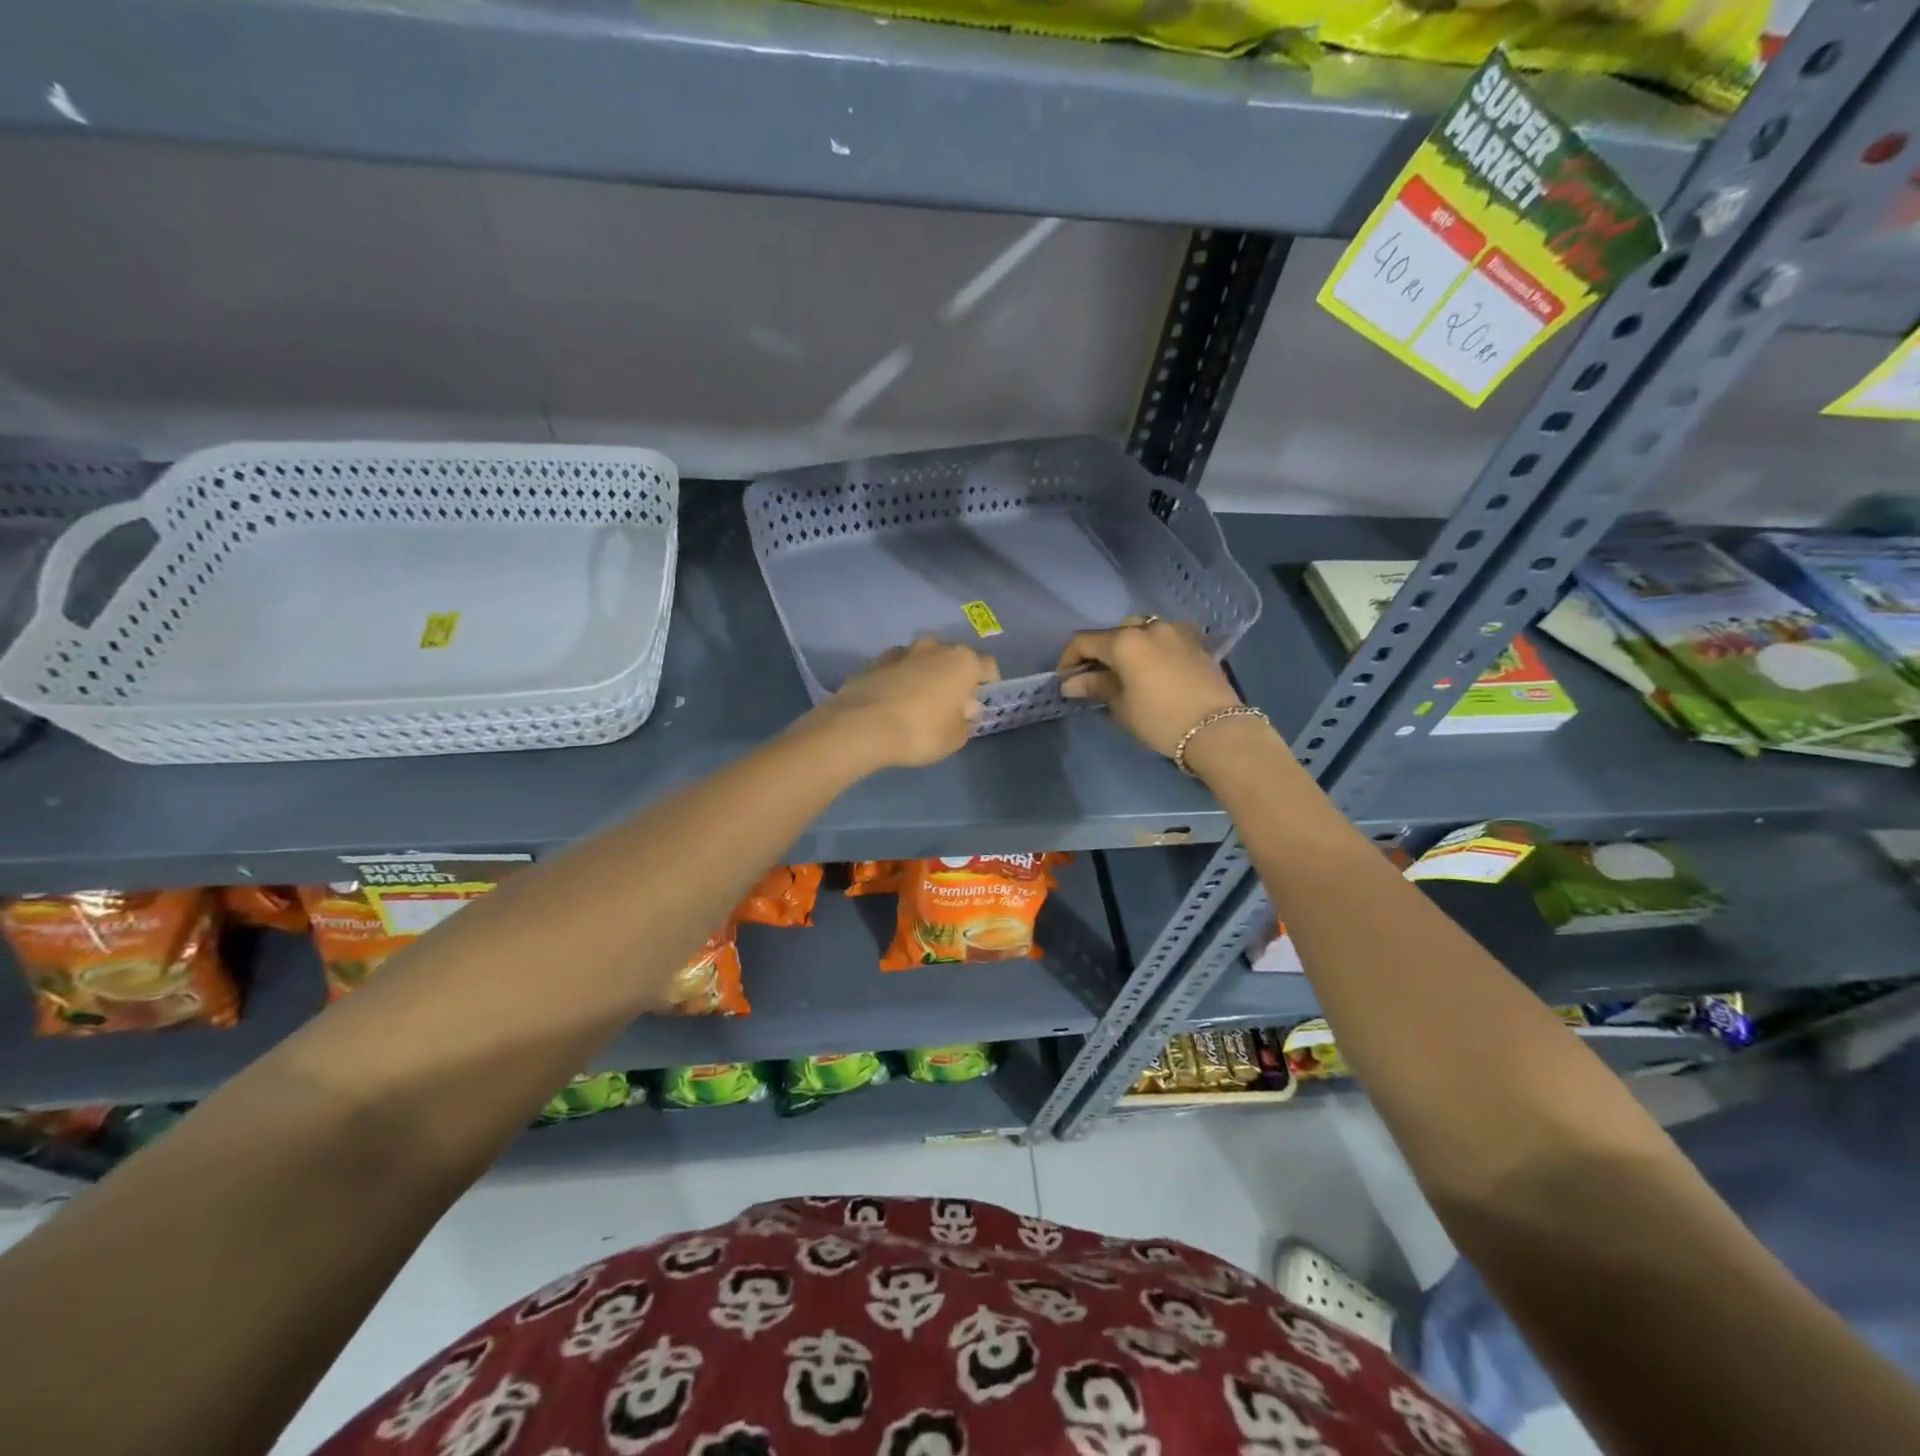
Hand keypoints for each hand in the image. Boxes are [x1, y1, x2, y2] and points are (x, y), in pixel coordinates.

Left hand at [814, 636, 999, 768]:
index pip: (988, 666)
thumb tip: (963, 708)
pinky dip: (898, 681)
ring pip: (922, 660)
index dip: (989, 683)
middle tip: (949, 703)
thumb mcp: (955, 738)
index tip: (982, 700)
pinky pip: (895, 670)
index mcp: (962, 661)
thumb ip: (965, 720)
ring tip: (918, 702)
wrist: (861, 726)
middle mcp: (934, 647)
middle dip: (954, 677)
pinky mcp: (873, 662)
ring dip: (924, 675)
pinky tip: (892, 703)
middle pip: (952, 658)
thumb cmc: (920, 731)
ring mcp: (901, 651)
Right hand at [1058, 617, 1242, 757]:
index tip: (1065, 680)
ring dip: (1127, 647)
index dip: (1069, 659)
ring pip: (1141, 630)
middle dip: (1100, 652)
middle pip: (1113, 633)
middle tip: (1095, 678)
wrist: (1219, 730)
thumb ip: (1097, 687)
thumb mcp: (1122, 707)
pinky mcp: (1196, 641)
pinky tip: (1153, 668)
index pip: (1084, 642)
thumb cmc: (1162, 720)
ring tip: (1125, 672)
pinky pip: (1164, 636)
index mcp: (1125, 641)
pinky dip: (1151, 648)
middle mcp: (1149, 627)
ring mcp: (1176, 630)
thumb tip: (1071, 683)